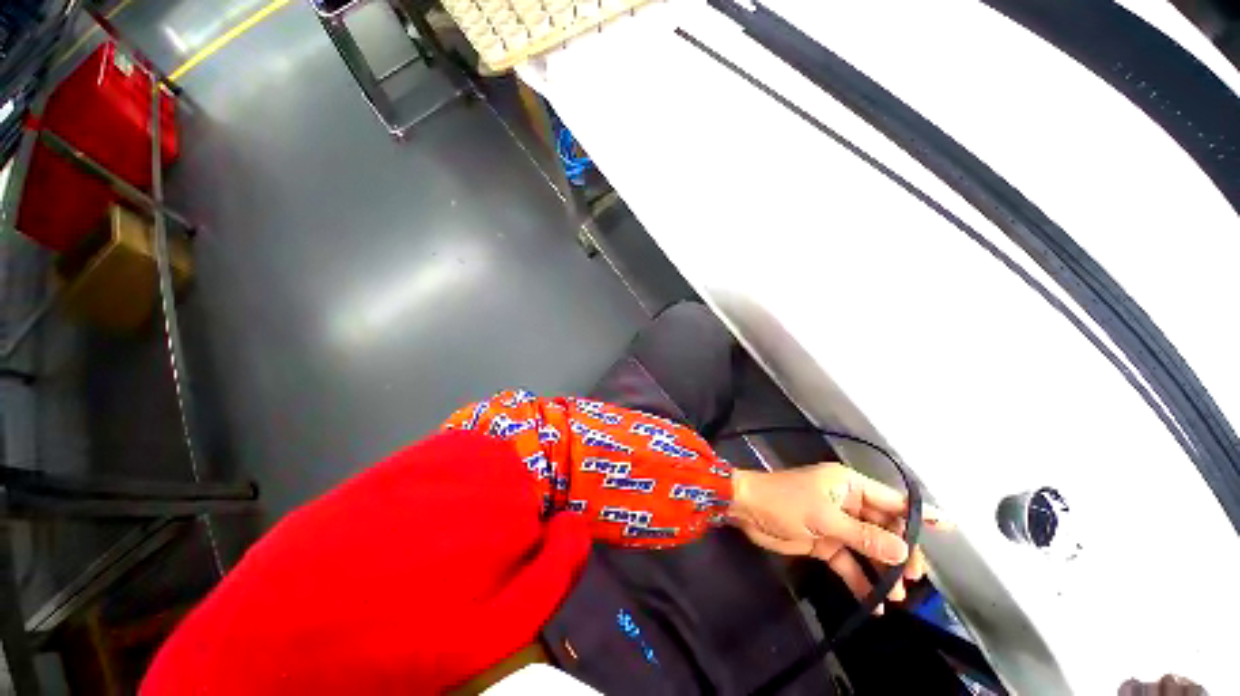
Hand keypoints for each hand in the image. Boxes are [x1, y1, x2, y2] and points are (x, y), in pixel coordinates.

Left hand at [729, 463, 943, 611]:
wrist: (747, 510)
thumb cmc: (784, 502)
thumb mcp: (824, 518)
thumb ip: (863, 536)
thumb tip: (902, 552)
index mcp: (847, 486)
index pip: (891, 500)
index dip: (918, 514)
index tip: (949, 528)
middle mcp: (846, 503)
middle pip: (884, 528)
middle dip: (900, 552)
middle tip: (913, 577)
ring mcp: (836, 524)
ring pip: (869, 548)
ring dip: (882, 571)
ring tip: (896, 595)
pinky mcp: (824, 542)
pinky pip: (849, 562)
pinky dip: (859, 580)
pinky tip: (872, 603)